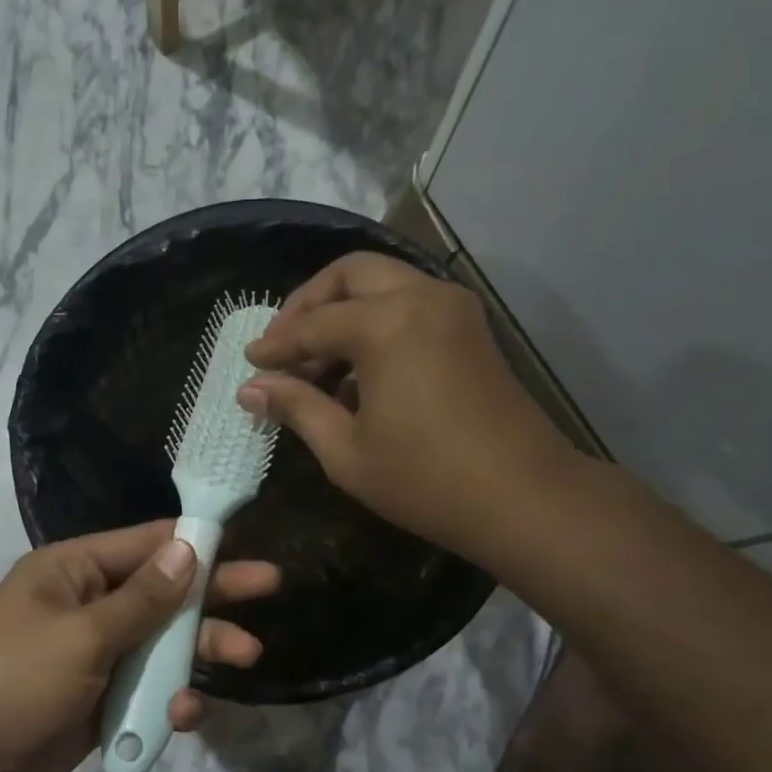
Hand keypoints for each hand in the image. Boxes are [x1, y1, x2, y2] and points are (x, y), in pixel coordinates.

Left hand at [0, 521, 279, 771]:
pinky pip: (147, 689)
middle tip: (270, 586)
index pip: (144, 544)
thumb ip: (143, 598)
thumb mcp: (83, 634)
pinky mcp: (101, 702)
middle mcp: (87, 606)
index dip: (194, 541)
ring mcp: (95, 657)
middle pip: (162, 593)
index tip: (243, 539)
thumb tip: (188, 548)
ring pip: (161, 644)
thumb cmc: (16, 682)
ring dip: (200, 651)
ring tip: (247, 656)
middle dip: (212, 595)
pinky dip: (168, 698)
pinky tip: (184, 713)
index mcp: (72, 572)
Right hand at [239, 252, 580, 563]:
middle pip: (351, 274)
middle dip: (309, 304)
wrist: (521, 496)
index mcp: (386, 324)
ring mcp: (453, 309)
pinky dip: (377, 323)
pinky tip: (358, 373)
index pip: (313, 323)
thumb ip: (297, 407)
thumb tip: (251, 389)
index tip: (250, 364)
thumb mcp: (345, 450)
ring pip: (384, 284)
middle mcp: (421, 297)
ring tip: (316, 366)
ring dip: (345, 312)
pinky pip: (410, 305)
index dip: (276, 345)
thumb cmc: (424, 480)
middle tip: (282, 345)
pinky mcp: (470, 329)